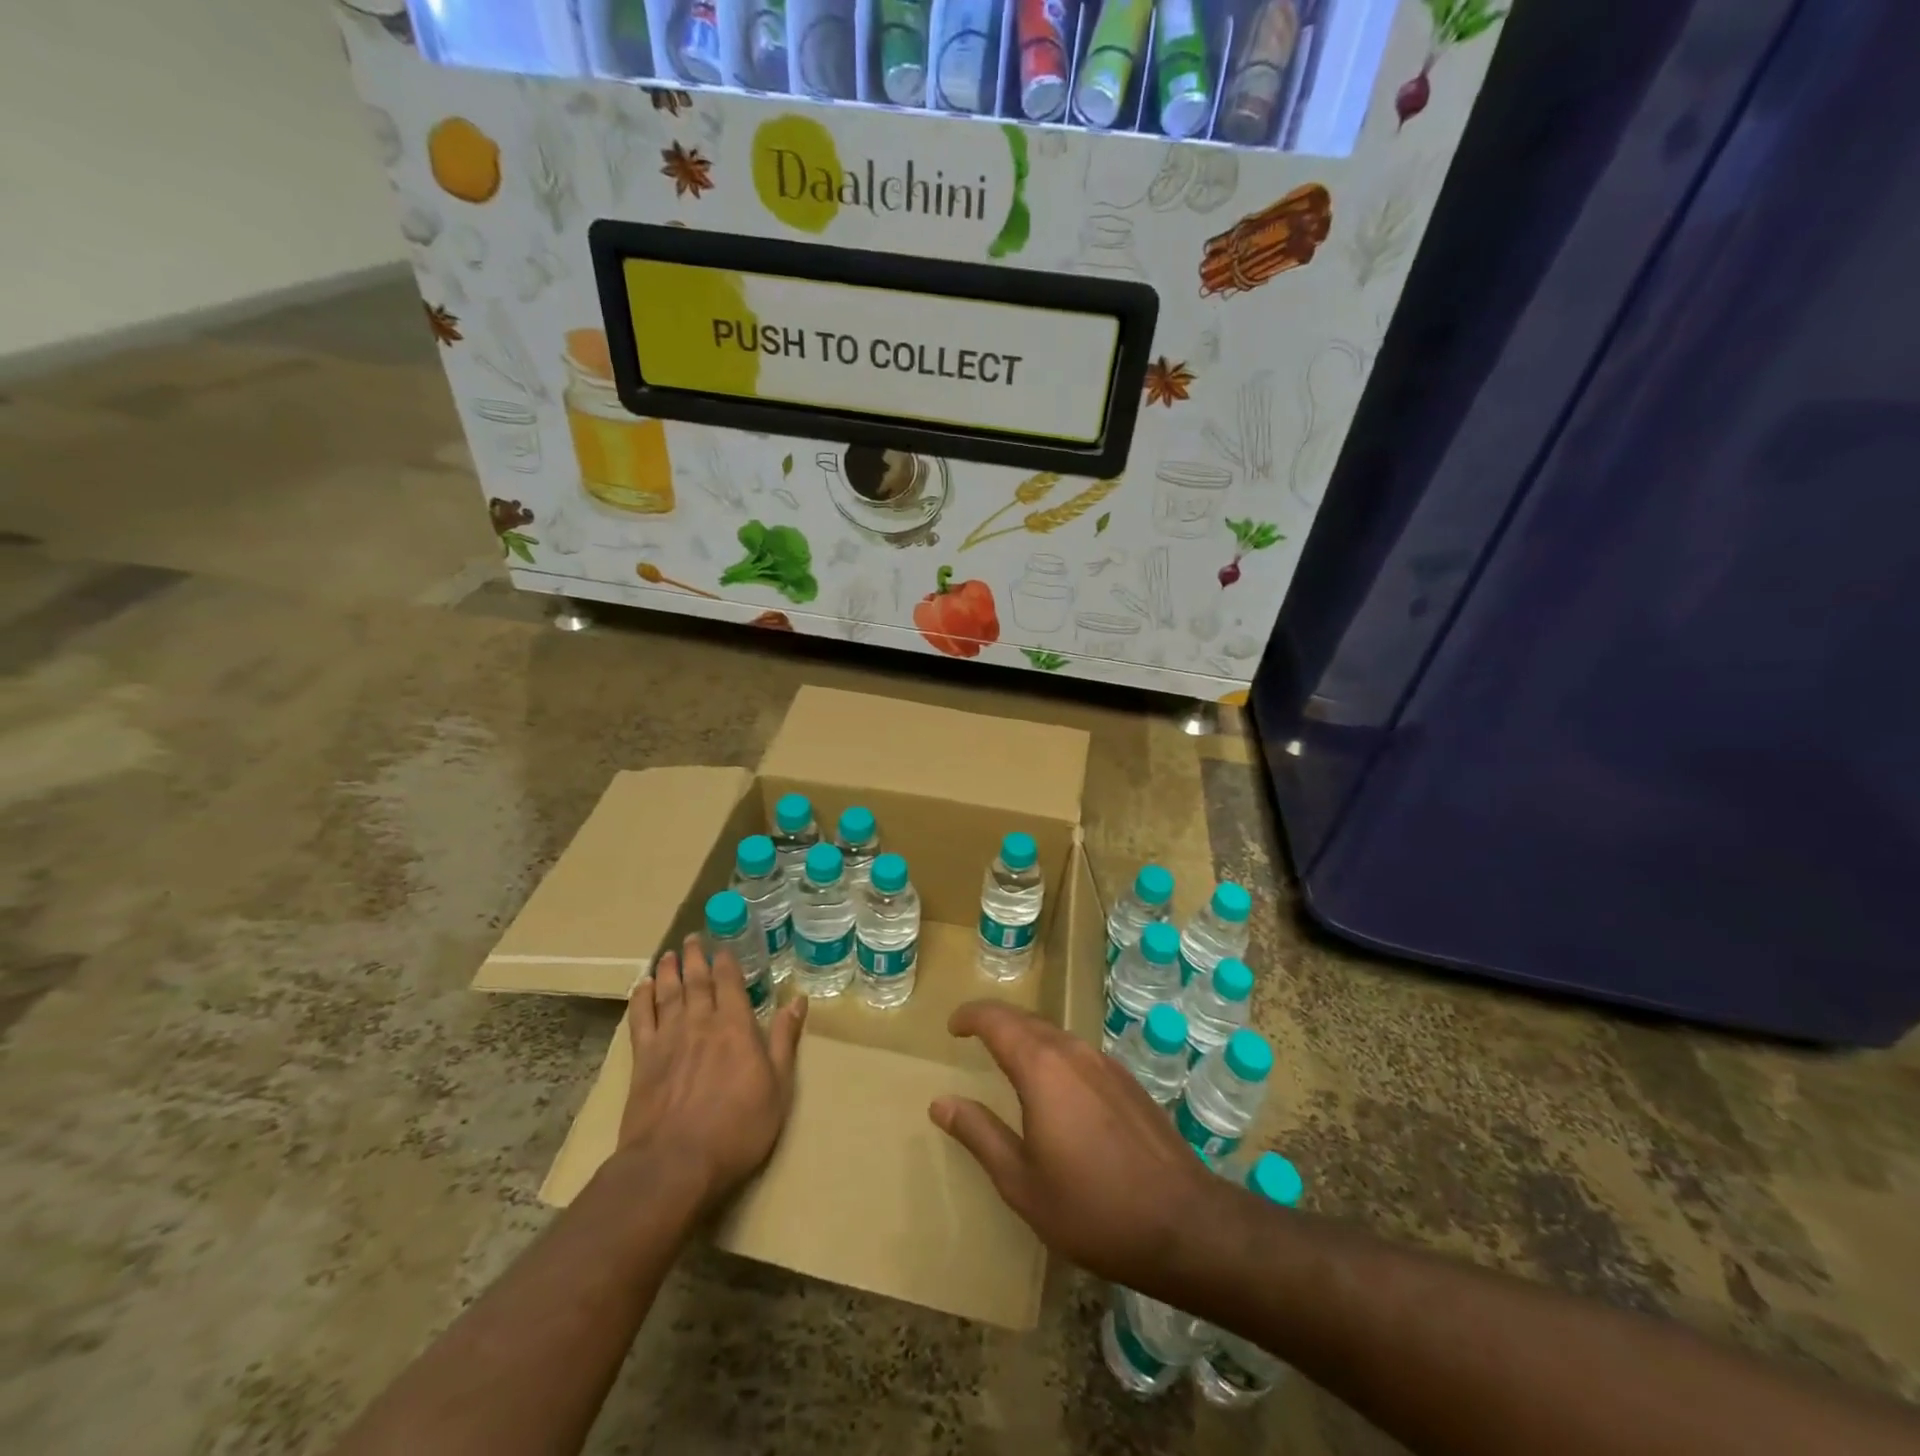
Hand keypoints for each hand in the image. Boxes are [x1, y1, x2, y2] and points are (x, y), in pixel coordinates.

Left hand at [618, 935, 806, 1211]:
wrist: (675, 1163)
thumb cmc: (738, 1128)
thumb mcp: (778, 1086)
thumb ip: (785, 1040)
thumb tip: (798, 999)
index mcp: (735, 1026)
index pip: (730, 982)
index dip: (726, 961)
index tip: (723, 945)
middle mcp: (700, 1022)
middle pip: (696, 981)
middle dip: (695, 957)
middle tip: (693, 938)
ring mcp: (668, 1039)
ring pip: (668, 993)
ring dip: (669, 970)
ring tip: (669, 954)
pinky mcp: (642, 1060)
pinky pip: (640, 1019)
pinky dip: (641, 999)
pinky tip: (643, 987)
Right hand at [929, 1001, 1212, 1286]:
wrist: (1183, 1224)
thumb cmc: (1092, 1208)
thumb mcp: (1022, 1183)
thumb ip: (980, 1135)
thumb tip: (941, 1102)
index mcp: (1042, 1068)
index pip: (998, 1020)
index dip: (971, 1016)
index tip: (953, 1026)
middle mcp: (1074, 1052)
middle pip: (1027, 1020)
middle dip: (996, 1021)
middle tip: (973, 1035)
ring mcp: (1106, 1064)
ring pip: (1056, 1033)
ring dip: (1026, 1036)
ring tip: (1007, 1058)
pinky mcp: (1128, 1081)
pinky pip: (1079, 1052)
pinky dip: (1053, 1053)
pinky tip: (1054, 1086)